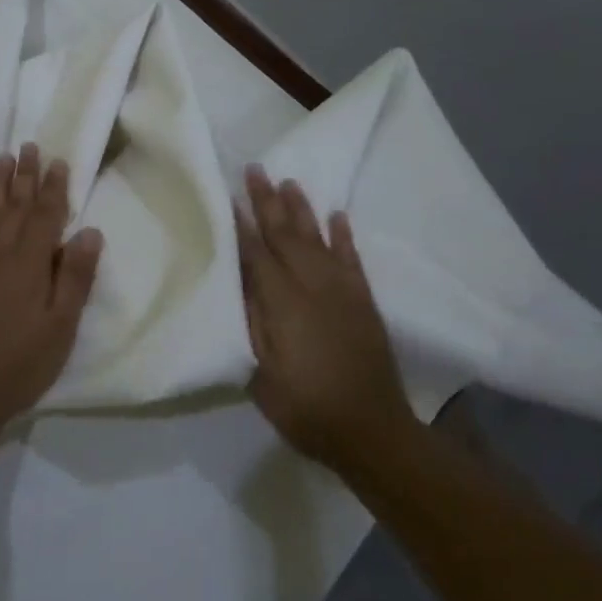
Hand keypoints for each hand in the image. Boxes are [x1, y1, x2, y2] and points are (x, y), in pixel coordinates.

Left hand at [0, 143, 104, 436]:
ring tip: (3, 157)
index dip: (54, 187)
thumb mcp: (61, 327)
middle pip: (15, 205)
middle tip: (29, 146)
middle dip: (25, 175)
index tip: (58, 161)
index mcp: (30, 264)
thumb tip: (90, 231)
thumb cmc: (21, 364)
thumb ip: (75, 277)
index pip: (46, 215)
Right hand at [236, 166, 411, 468]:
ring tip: (289, 182)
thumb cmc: (307, 408)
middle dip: (267, 202)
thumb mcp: (262, 375)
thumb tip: (240, 281)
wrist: (372, 431)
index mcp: (283, 303)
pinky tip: (337, 216)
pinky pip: (352, 258)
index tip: (228, 194)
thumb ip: (251, 324)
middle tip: (255, 169)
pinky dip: (343, 236)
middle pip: (285, 235)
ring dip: (302, 209)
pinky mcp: (364, 300)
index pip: (256, 253)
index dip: (241, 224)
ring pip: (317, 238)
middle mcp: (312, 286)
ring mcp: (342, 291)